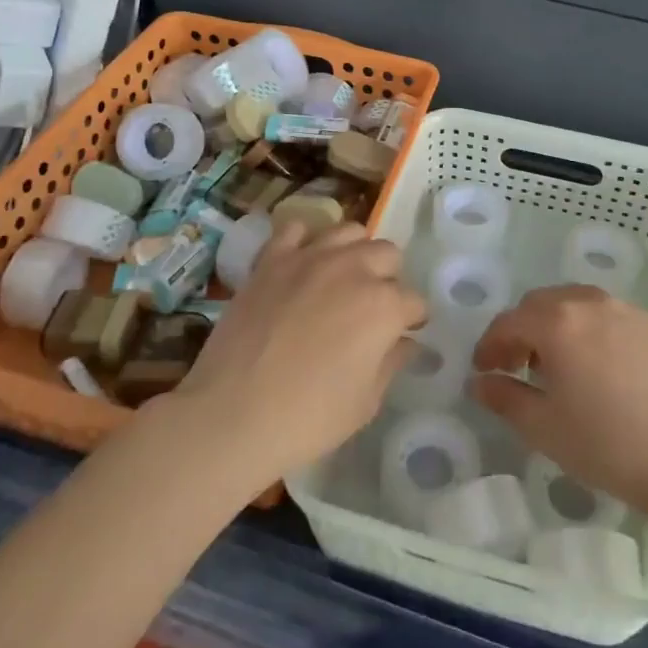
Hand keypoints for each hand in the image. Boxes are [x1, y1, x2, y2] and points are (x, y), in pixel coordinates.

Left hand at [172, 221, 422, 483]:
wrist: (232, 415)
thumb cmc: (308, 419)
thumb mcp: (365, 402)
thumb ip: (392, 363)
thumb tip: (406, 342)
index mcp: (384, 306)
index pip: (415, 301)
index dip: (412, 320)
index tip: (403, 333)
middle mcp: (353, 269)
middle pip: (388, 254)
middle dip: (388, 278)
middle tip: (372, 307)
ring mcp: (310, 258)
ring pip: (349, 231)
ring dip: (354, 252)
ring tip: (343, 278)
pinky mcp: (272, 259)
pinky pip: (296, 229)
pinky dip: (304, 240)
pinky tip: (302, 263)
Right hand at [470, 285, 647, 518]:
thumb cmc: (605, 445)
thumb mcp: (543, 427)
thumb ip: (504, 397)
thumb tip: (480, 382)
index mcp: (557, 323)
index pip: (509, 322)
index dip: (490, 345)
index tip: (483, 371)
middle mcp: (588, 303)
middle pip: (540, 303)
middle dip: (520, 330)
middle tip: (515, 365)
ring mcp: (624, 309)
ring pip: (574, 302)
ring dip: (554, 324)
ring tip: (556, 362)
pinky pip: (606, 313)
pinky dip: (587, 327)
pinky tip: (595, 363)